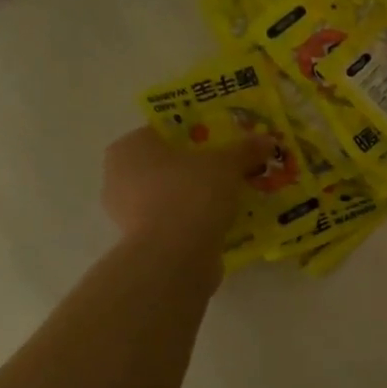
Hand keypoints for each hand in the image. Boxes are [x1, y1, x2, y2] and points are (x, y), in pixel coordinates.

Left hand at [100, 126, 273, 264]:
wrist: (175, 256)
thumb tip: (267, 139)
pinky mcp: (141, 242)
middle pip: (167, 165)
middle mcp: (119, 177)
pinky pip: (173, 221)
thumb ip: (245, 150)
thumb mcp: (227, 165)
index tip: (223, 143)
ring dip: (197, 196)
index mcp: (130, 147)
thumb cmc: (191, 194)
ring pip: (170, 195)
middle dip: (198, 168)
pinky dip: (193, 221)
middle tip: (231, 170)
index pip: (164, 131)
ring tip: (232, 198)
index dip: (197, 134)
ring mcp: (126, 213)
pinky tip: (221, 222)